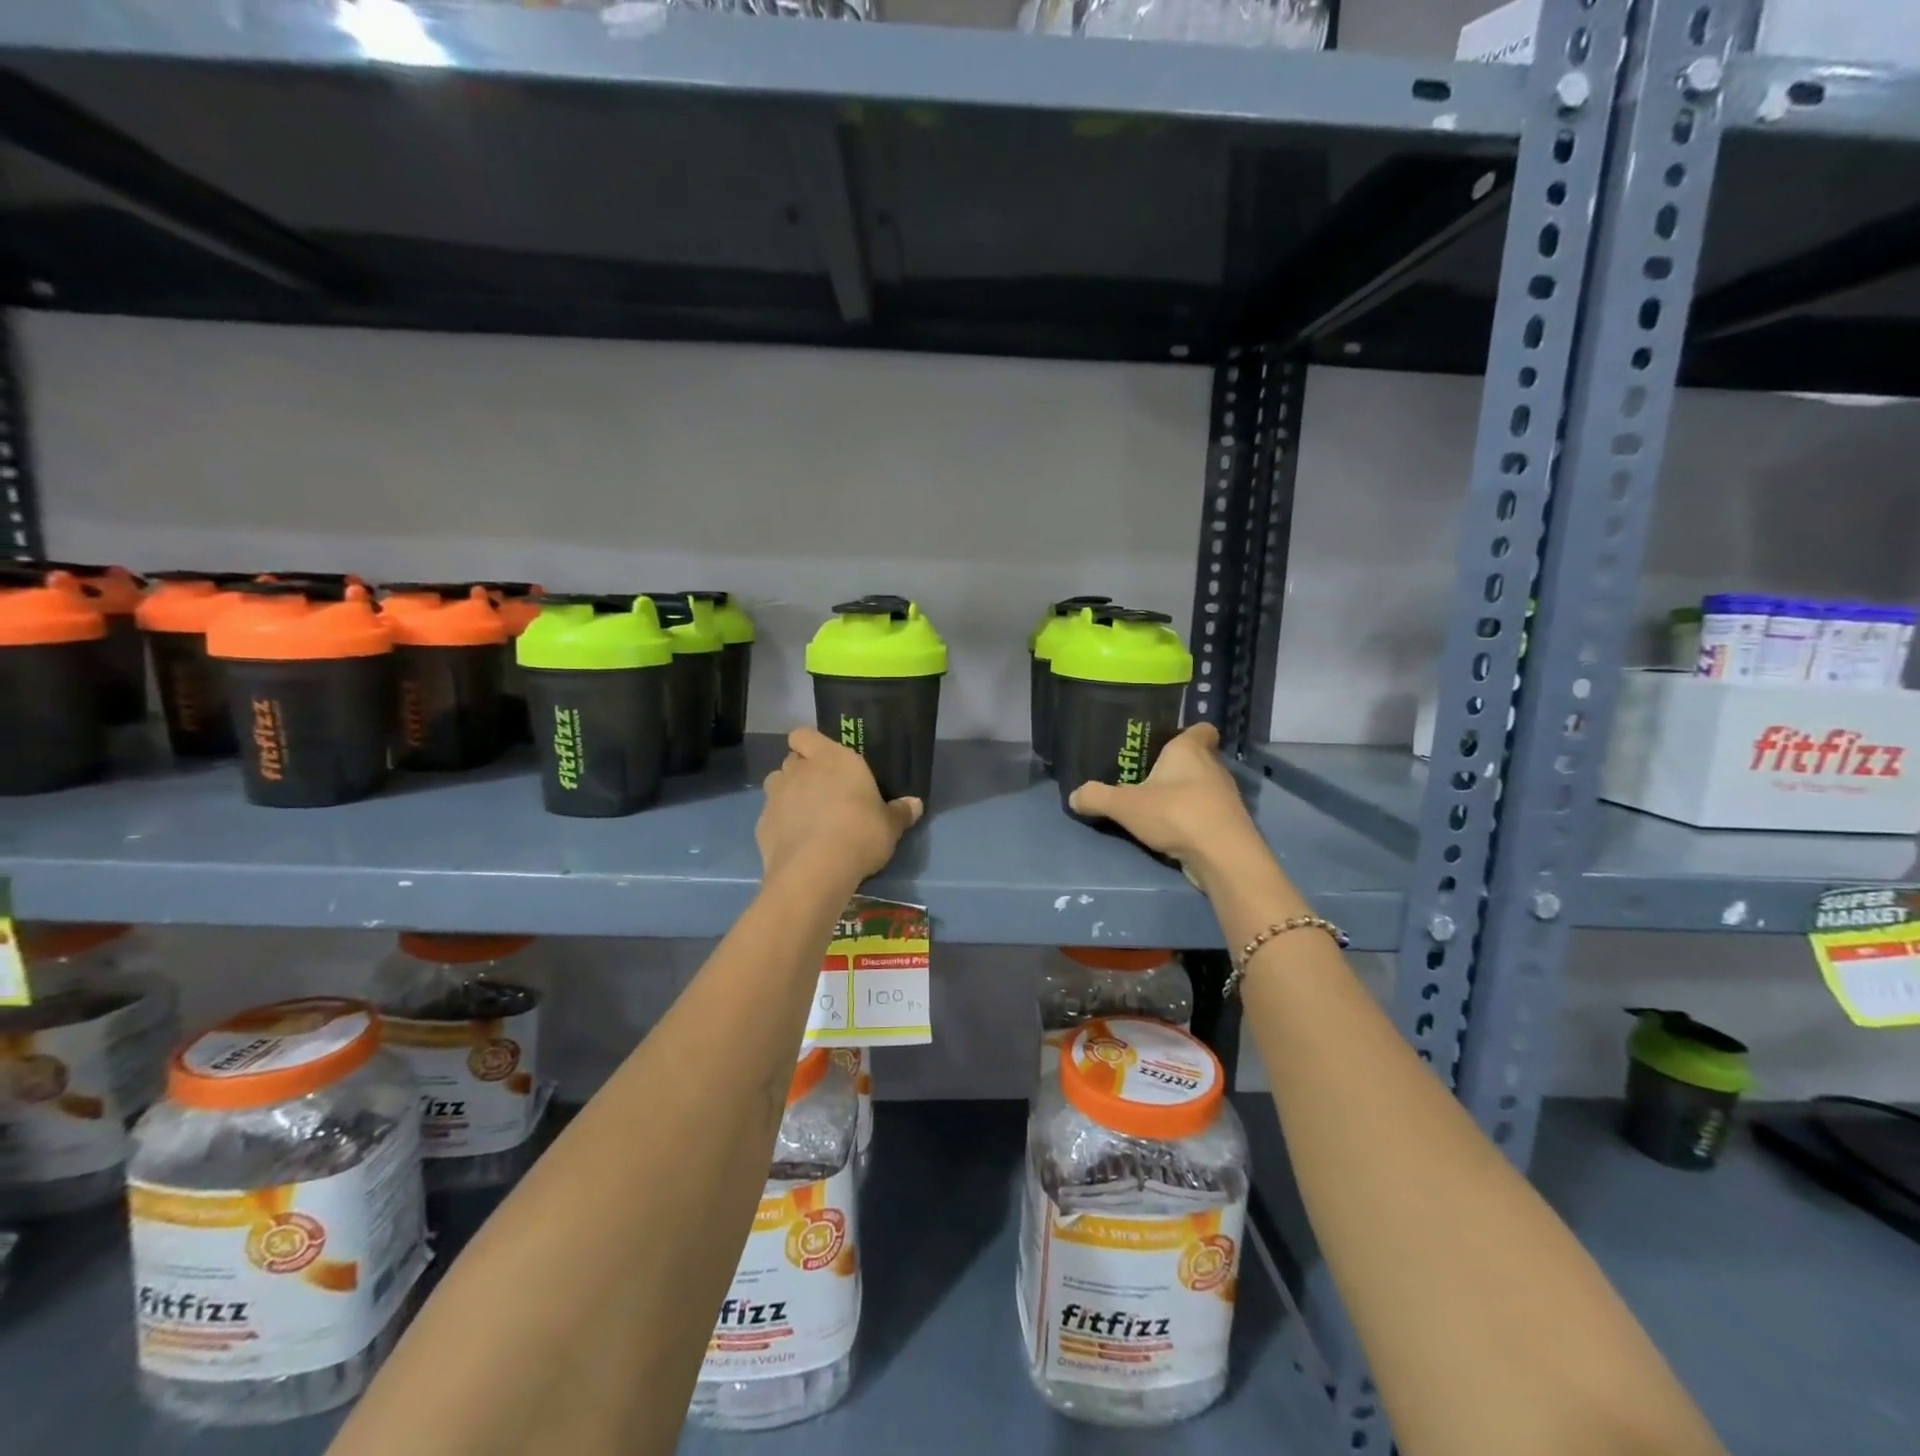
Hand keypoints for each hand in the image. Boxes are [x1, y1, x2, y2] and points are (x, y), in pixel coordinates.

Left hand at [758, 727, 922, 885]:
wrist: (815, 871)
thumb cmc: (860, 835)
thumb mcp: (890, 827)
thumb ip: (900, 812)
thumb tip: (915, 804)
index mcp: (833, 759)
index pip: (805, 735)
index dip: (809, 744)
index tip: (822, 759)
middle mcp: (800, 770)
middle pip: (792, 759)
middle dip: (802, 771)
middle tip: (821, 791)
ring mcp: (776, 796)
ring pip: (776, 784)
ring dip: (787, 794)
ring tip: (805, 815)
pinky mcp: (761, 824)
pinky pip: (770, 816)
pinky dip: (779, 823)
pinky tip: (795, 841)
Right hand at [1068, 723, 1259, 887]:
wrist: (1223, 856)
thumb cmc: (1176, 814)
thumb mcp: (1125, 805)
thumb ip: (1097, 797)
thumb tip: (1074, 796)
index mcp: (1190, 749)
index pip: (1201, 728)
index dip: (1186, 732)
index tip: (1165, 743)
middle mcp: (1213, 766)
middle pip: (1198, 757)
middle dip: (1176, 766)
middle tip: (1148, 776)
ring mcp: (1225, 795)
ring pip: (1203, 785)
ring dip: (1184, 793)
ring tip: (1156, 804)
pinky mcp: (1229, 822)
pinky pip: (1207, 810)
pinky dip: (1192, 816)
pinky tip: (1171, 828)